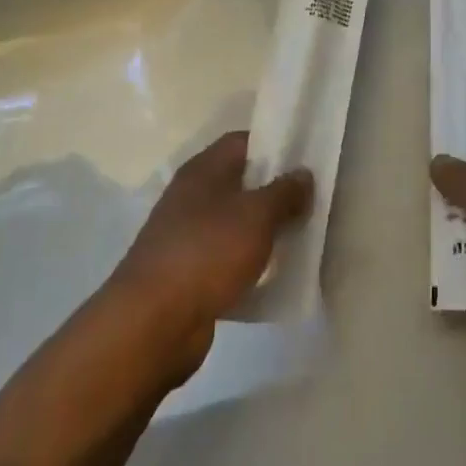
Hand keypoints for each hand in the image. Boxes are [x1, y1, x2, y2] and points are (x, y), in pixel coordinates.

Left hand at [108, 131, 312, 385]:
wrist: (152, 323)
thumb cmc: (207, 253)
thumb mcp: (256, 215)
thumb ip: (284, 192)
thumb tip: (304, 174)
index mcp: (203, 170)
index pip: (243, 142)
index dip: (275, 144)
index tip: (307, 157)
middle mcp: (192, 196)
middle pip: (241, 182)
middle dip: (276, 190)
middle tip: (313, 199)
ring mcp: (188, 236)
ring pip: (236, 223)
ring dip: (265, 230)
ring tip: (303, 236)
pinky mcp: (189, 274)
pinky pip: (228, 259)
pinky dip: (250, 264)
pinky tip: (277, 275)